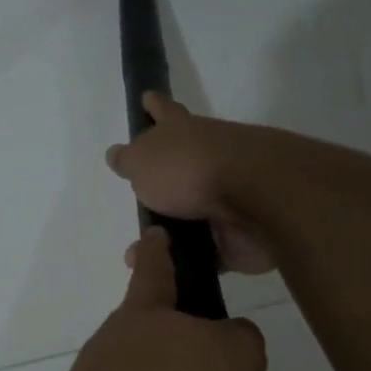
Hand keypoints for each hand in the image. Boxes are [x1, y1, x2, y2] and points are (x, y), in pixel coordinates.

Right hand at [105, 93, 275, 274]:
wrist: (254, 201)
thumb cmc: (189, 169)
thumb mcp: (142, 161)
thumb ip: (128, 160)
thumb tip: (117, 154)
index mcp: (183, 133)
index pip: (164, 112)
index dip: (154, 107)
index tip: (147, 98)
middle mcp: (206, 159)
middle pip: (180, 167)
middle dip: (160, 183)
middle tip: (139, 200)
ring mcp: (225, 197)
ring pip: (191, 214)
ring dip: (168, 232)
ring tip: (140, 252)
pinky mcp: (236, 233)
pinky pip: (205, 250)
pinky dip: (187, 261)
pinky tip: (166, 273)